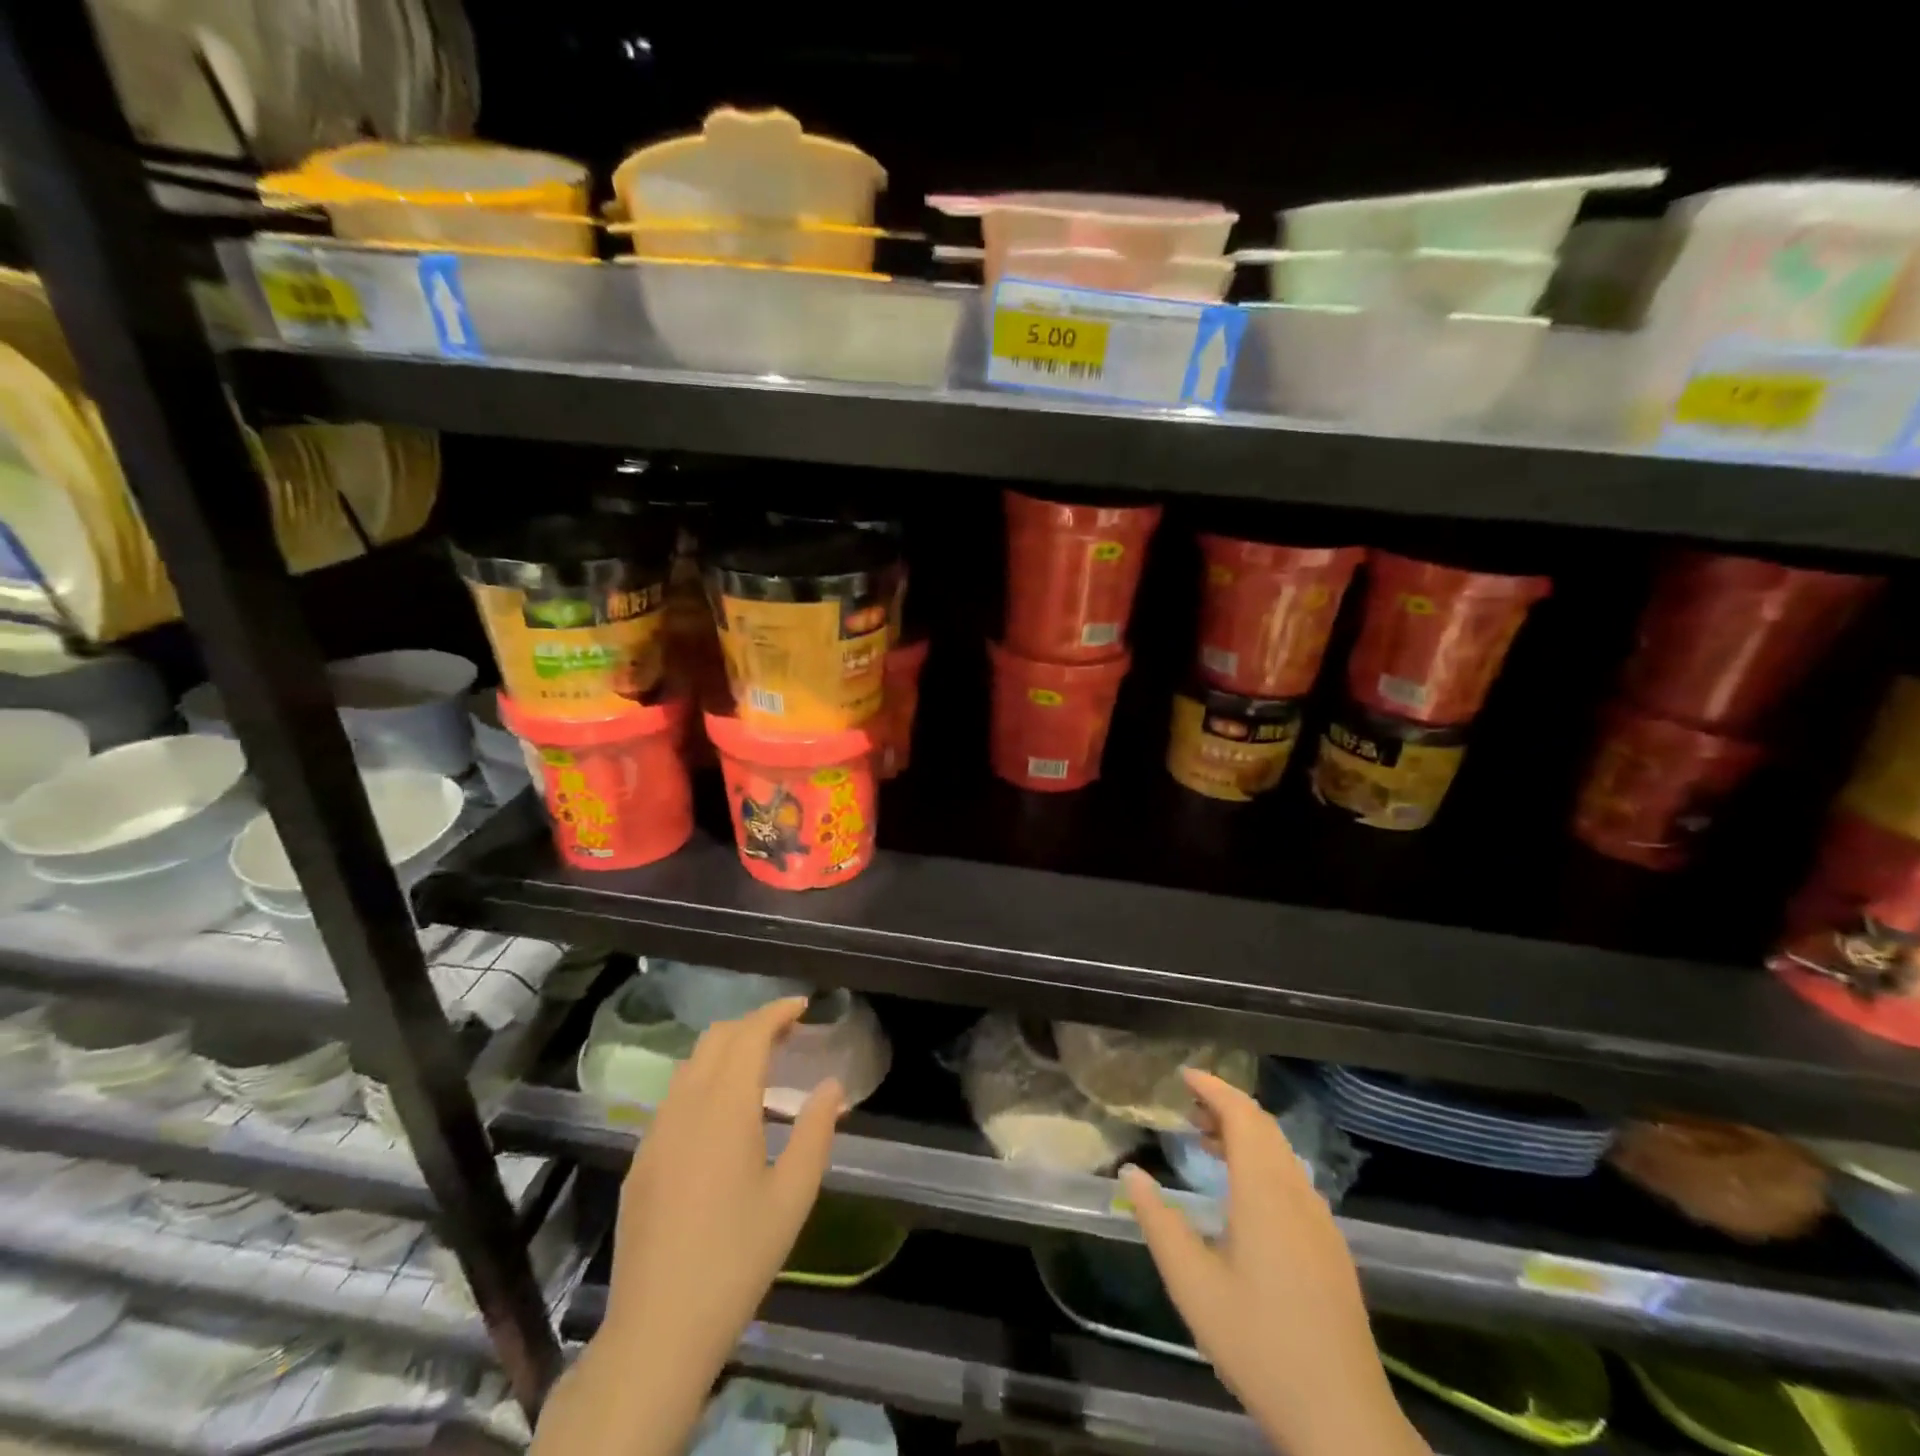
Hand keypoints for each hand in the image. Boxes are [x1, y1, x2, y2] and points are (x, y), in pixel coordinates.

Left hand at [606, 996, 840, 1368]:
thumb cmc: (738, 1258)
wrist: (659, 1328)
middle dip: (752, 1024)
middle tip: (787, 1034)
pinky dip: (704, 1080)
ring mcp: (656, 1132)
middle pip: (715, 1039)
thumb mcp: (793, 1196)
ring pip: (690, 1065)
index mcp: (725, 1108)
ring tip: (758, 1067)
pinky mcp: (640, 1159)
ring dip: (725, 1050)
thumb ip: (816, 1131)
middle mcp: (685, 1107)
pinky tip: (722, 1115)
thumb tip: (831, 1086)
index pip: (749, 1035)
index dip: (776, 1012)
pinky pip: (674, 1097)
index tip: (803, 1006)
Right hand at [1120, 1071, 1426, 1455]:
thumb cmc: (1258, 1342)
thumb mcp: (1192, 1284)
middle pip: (1265, 1128)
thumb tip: (1131, 1174)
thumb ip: (1158, 1222)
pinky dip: (1263, 1163)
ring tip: (1206, 1142)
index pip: (1242, 1116)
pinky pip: (1293, 1180)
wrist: (1342, 1418)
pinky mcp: (1330, 1248)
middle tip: (1187, 1107)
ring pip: (1282, 1154)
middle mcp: (1298, 1195)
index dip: (1214, 1088)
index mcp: (1266, 1193)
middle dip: (1226, 1107)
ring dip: (1245, 1135)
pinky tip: (1241, 1194)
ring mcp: (1321, 1222)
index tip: (1184, 1075)